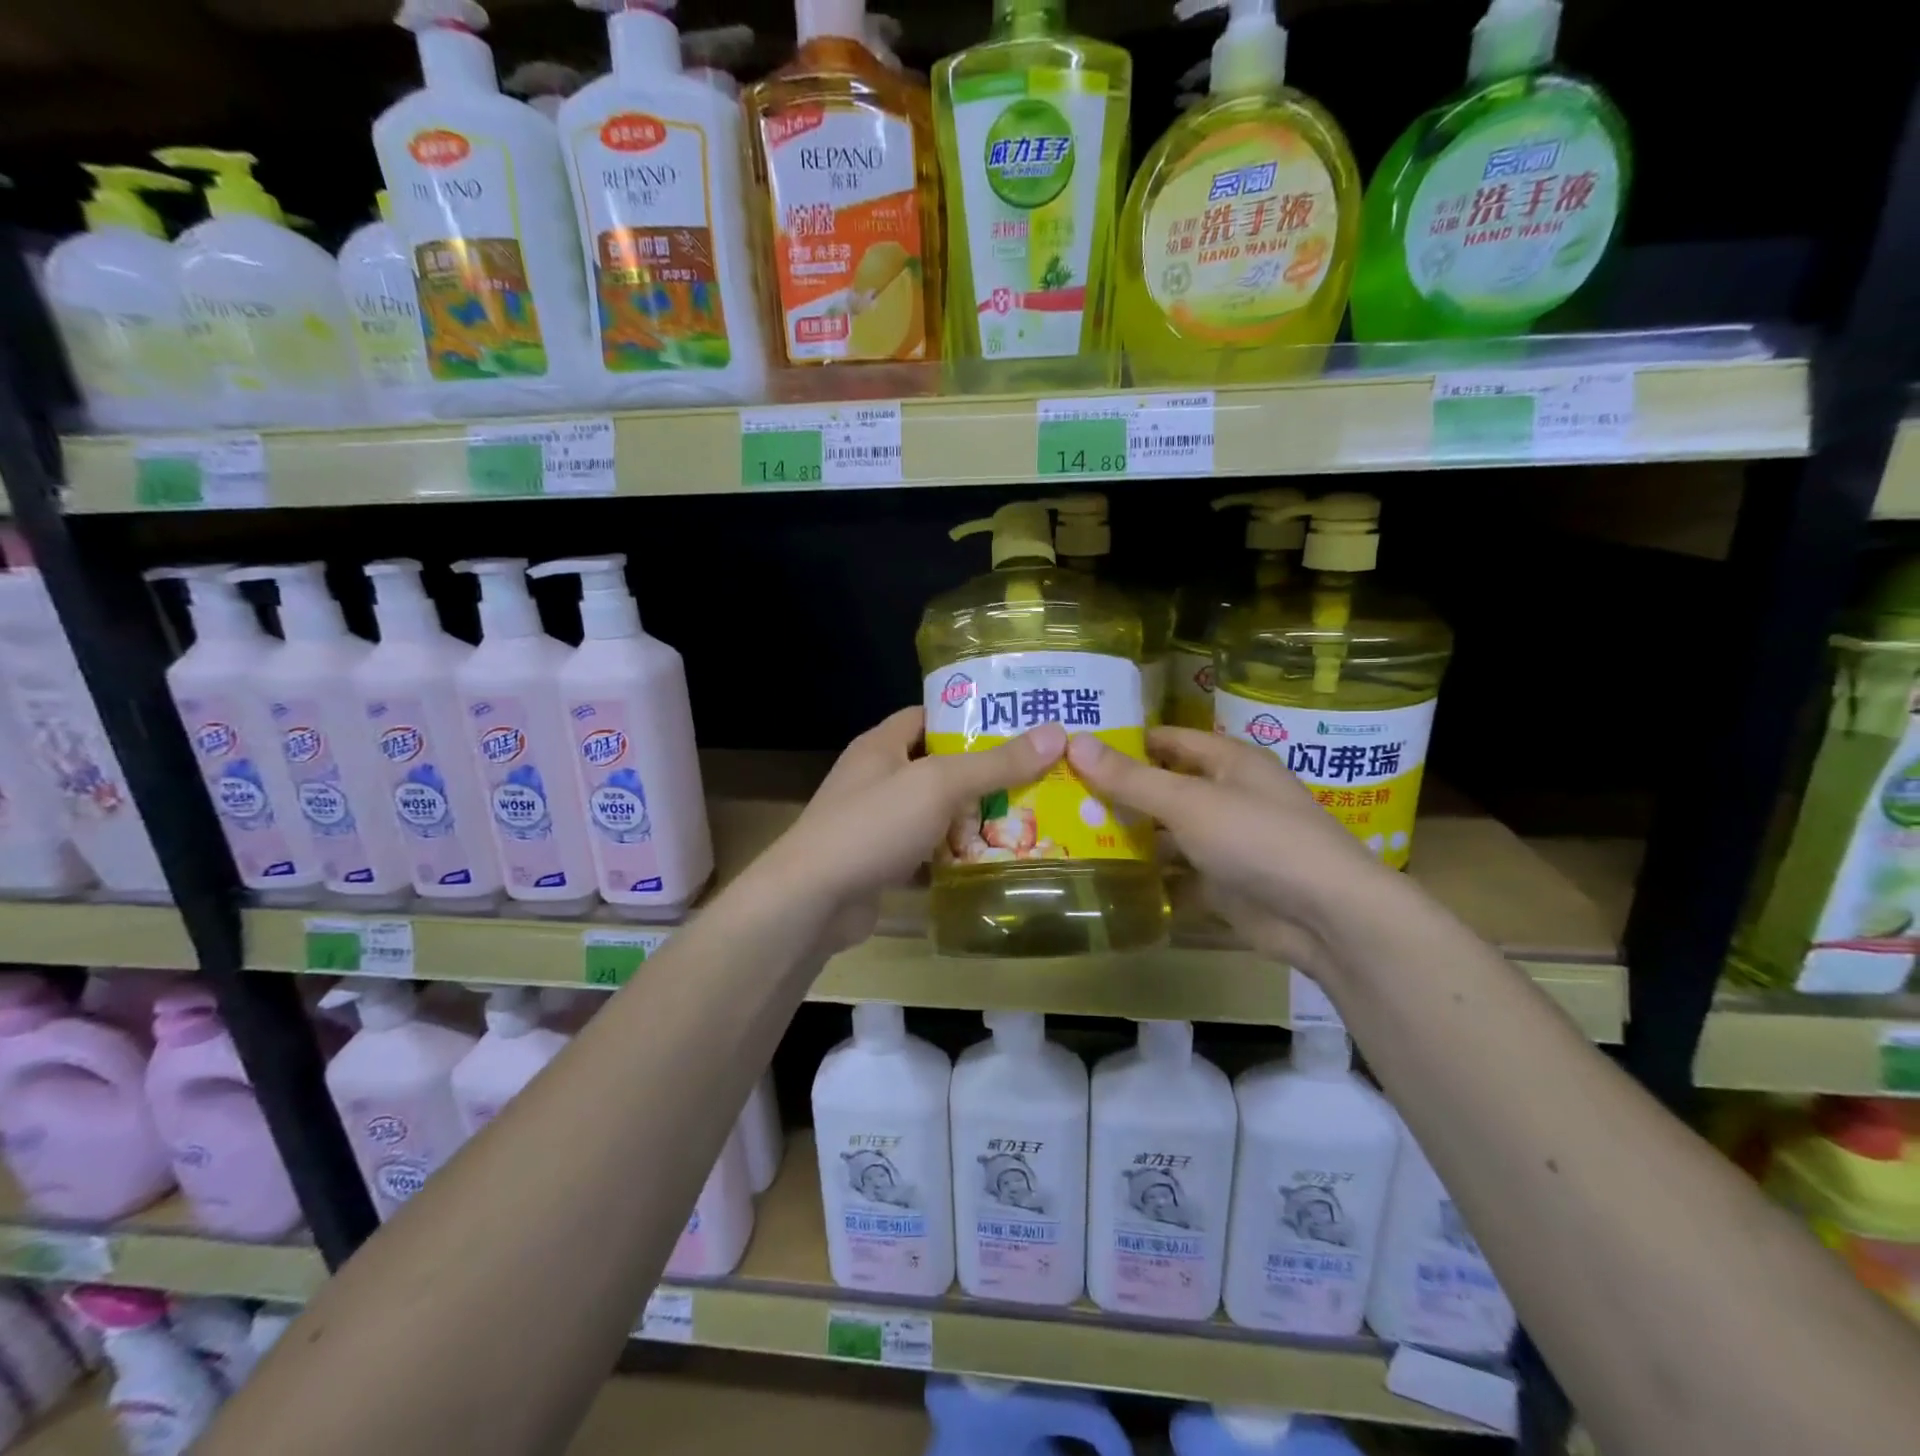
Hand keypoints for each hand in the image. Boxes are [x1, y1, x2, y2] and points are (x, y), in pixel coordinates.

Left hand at [771, 708, 1066, 954]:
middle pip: (938, 766)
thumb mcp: (938, 785)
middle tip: (1039, 775)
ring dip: (972, 817)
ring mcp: (876, 823)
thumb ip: (995, 763)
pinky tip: (992, 861)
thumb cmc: (873, 825)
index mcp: (882, 745)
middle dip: (984, 772)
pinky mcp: (880, 863)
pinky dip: (953, 856)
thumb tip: (1055, 734)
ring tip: (1029, 817)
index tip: (1019, 723)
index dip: (971, 716)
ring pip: (935, 812)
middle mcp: (877, 778)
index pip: (929, 715)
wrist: (812, 901)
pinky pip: (926, 851)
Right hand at [1066, 727, 1398, 979]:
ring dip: (1130, 837)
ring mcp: (1226, 843)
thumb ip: (1131, 778)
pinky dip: (1150, 877)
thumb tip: (1075, 742)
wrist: (1325, 917)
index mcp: (1228, 762)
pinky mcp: (1224, 884)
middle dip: (1119, 793)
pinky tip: (1107, 880)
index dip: (1125, 741)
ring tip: (1071, 837)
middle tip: (1061, 797)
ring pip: (1168, 834)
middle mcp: (1227, 796)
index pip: (1168, 740)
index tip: (1075, 748)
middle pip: (1164, 788)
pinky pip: (1178, 874)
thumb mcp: (1188, 802)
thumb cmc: (1257, 838)